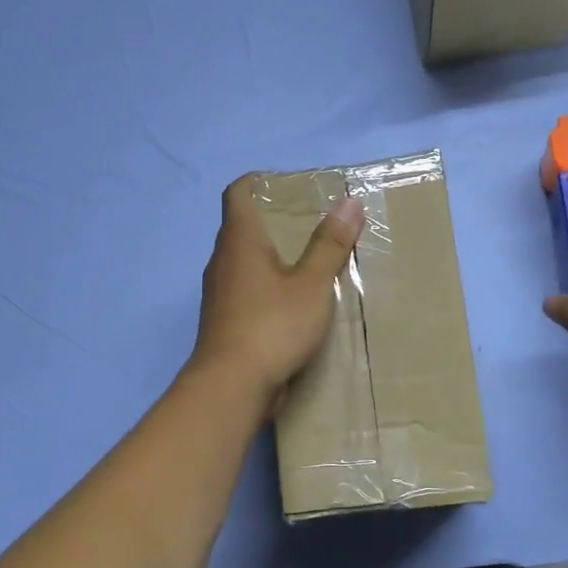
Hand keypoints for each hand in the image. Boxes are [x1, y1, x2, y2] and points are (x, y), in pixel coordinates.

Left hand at [190, 175, 364, 406]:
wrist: (231, 386)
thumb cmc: (272, 325)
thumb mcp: (312, 284)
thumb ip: (330, 244)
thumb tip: (349, 202)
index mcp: (238, 240)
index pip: (237, 193)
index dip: (257, 181)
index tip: (286, 185)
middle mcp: (222, 261)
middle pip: (242, 227)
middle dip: (273, 221)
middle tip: (311, 223)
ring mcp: (219, 294)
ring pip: (244, 263)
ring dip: (271, 257)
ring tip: (309, 261)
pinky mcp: (224, 322)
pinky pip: (246, 292)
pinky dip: (267, 287)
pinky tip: (294, 303)